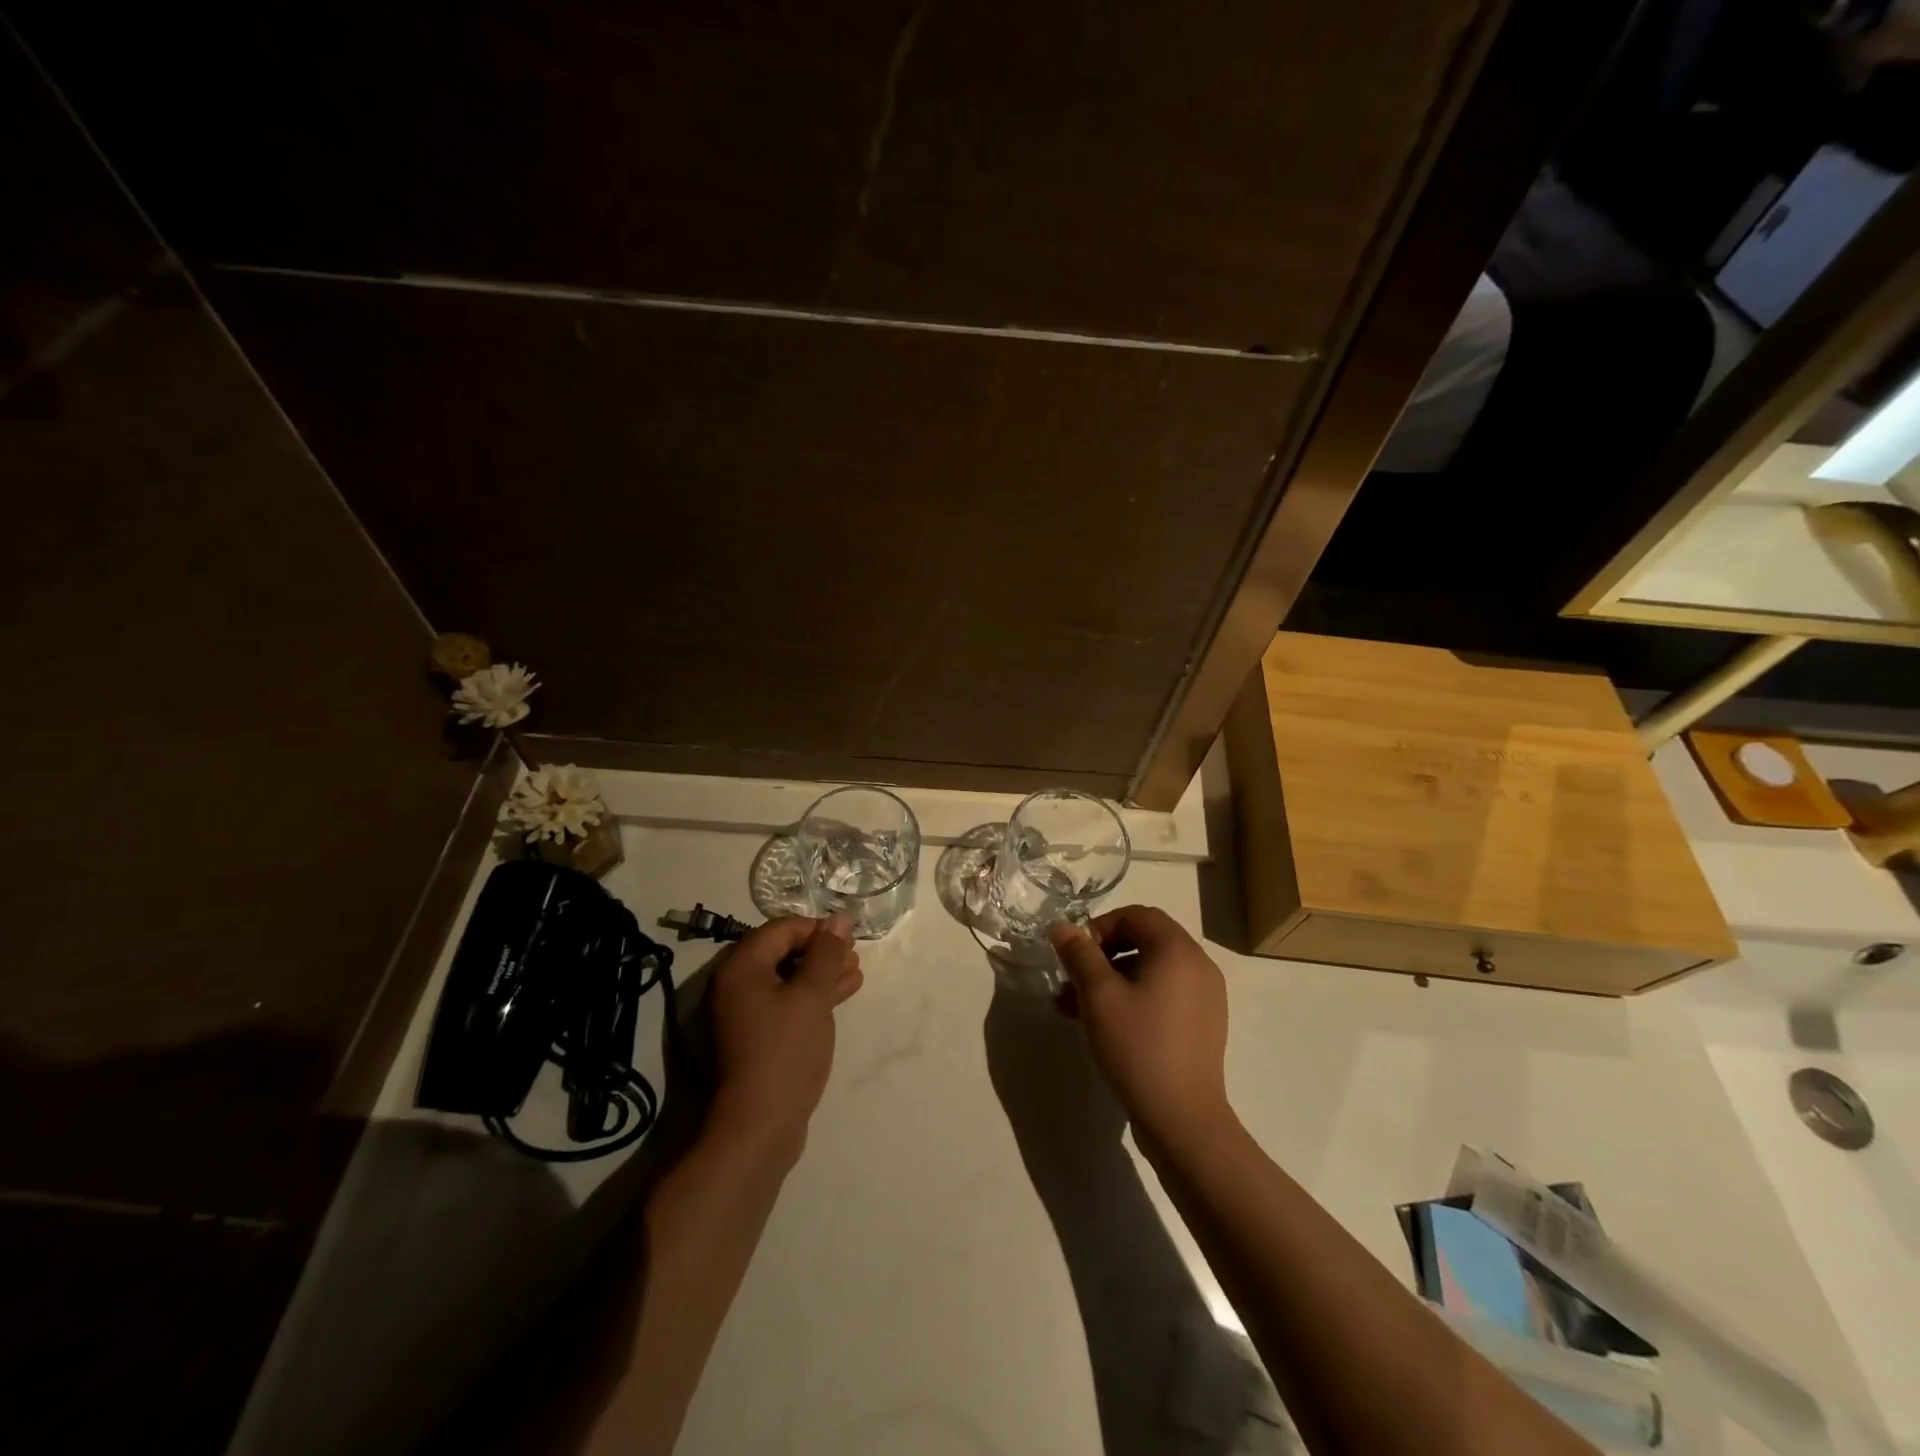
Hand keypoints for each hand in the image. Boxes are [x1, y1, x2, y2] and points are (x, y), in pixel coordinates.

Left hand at [706, 914, 863, 1167]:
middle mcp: (735, 985)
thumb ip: (826, 954)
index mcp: (741, 967)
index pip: (781, 929)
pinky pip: (785, 1003)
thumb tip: (840, 918)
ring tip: (855, 973)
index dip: (816, 928)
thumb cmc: (786, 1050)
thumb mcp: (812, 996)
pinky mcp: (756, 1037)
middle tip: (854, 955)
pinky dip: (812, 997)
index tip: (848, 937)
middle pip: (782, 952)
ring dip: (821, 974)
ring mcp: (744, 1014)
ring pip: (786, 979)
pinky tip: (842, 994)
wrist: (760, 1126)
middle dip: (821, 952)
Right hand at [1050, 906, 1233, 1146]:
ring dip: (1111, 982)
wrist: (1182, 1119)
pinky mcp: (1202, 1026)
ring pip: (1149, 972)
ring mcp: (1205, 998)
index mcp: (1178, 950)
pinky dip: (1132, 1000)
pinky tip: (1103, 1026)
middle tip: (1071, 982)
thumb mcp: (1098, 995)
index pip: (1136, 915)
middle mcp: (1198, 966)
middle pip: (1143, 942)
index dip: (1099, 927)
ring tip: (1073, 1009)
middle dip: (1101, 958)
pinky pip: (1163, 996)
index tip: (1075, 955)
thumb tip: (1062, 926)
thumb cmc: (1138, 1046)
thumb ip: (1079, 954)